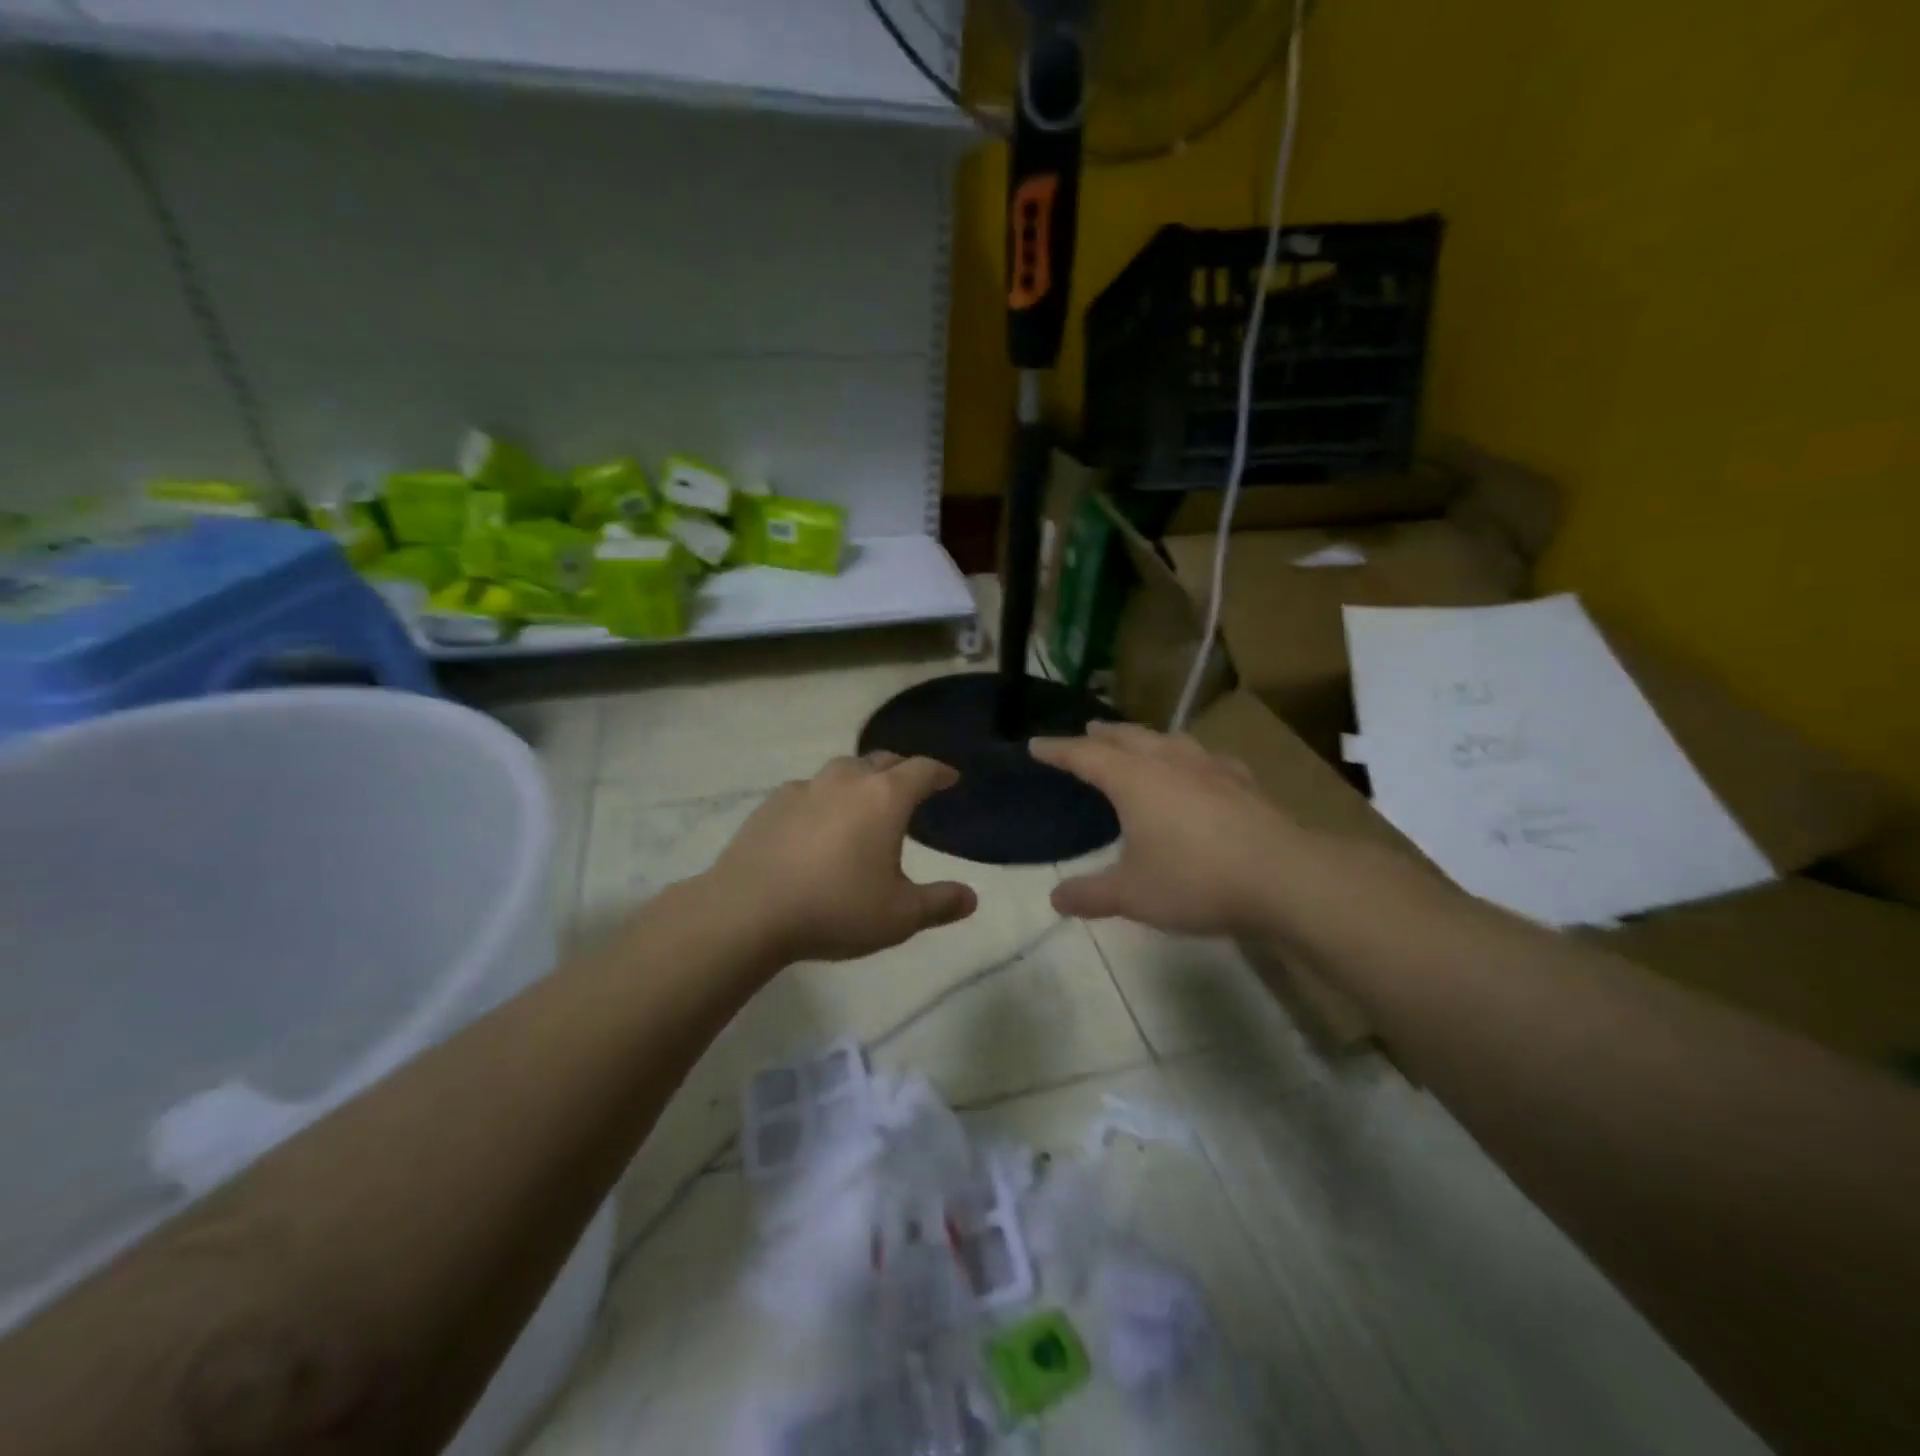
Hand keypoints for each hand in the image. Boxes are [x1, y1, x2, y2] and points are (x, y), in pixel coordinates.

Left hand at [708, 752, 977, 964]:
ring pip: (842, 770)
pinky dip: (823, 797)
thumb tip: (971, 898)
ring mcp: (805, 788)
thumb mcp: (899, 917)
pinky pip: (809, 789)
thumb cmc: (835, 909)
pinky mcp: (772, 803)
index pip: (922, 770)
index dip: (940, 772)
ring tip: (863, 800)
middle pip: (882, 760)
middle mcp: (847, 781)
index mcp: (885, 798)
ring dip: (860, 778)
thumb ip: (940, 904)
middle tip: (910, 787)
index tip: (950, 778)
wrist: (748, 911)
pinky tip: (817, 821)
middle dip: (901, 769)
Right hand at [1033, 722, 1313, 937]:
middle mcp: (1169, 762)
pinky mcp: (1243, 782)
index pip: (1085, 755)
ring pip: (1168, 740)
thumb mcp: (1132, 895)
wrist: (1284, 878)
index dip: (1058, 750)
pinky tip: (1199, 767)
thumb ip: (1090, 895)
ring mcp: (1210, 768)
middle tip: (1086, 731)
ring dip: (1145, 738)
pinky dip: (1189, 757)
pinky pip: (1206, 758)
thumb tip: (1055, 899)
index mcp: (1134, 780)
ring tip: (1137, 742)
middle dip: (1102, 734)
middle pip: (1127, 737)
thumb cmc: (1196, 880)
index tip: (1036, 745)